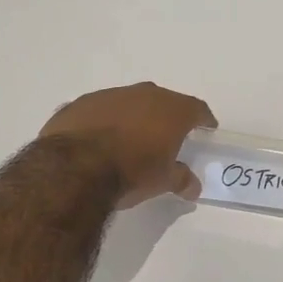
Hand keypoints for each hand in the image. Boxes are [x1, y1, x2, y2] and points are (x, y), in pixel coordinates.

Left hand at [39, 82, 216, 208]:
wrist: (75, 168)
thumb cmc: (131, 172)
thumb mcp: (162, 181)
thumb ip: (181, 179)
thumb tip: (194, 186)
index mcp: (171, 110)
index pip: (196, 108)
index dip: (203, 118)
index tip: (207, 126)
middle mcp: (143, 94)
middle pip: (162, 100)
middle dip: (166, 115)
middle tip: (168, 133)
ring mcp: (109, 95)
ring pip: (129, 102)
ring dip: (132, 116)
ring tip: (130, 137)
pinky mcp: (80, 103)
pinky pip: (99, 110)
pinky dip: (103, 121)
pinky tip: (98, 139)